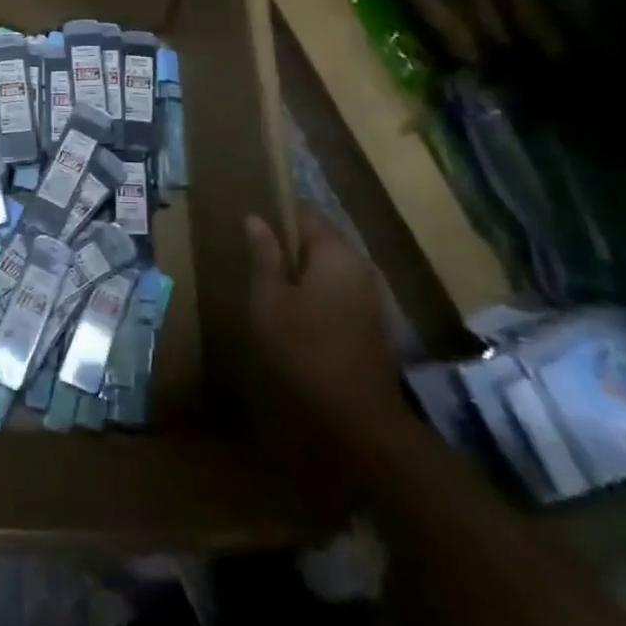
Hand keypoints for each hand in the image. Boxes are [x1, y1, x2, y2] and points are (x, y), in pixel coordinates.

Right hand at [246, 202, 401, 439]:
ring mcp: (371, 292)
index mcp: (335, 251)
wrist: (358, 414)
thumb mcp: (270, 300)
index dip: (277, 210)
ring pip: (330, 265)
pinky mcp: (373, 319)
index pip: (306, 211)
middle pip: (320, 237)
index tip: (251, 219)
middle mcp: (359, 263)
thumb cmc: (304, 348)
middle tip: (254, 253)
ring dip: (303, 268)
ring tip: (271, 282)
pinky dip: (318, 289)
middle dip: (289, 242)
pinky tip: (297, 310)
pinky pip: (340, 288)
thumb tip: (255, 217)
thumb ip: (264, 255)